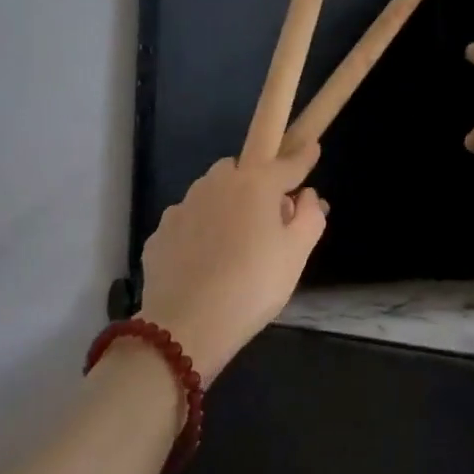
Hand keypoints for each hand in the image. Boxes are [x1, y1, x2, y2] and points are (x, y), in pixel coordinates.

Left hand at [137, 144, 327, 381]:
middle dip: (257, 182)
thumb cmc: (254, 285)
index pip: (287, 164)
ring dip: (226, 205)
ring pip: (211, 193)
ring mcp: (182, 207)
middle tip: (269, 216)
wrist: (187, 326)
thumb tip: (307, 196)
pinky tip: (206, 260)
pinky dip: (201, 231)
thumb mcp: (297, 253)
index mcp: (255, 184)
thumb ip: (310, 216)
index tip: (312, 147)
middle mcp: (216, 184)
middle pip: (242, 170)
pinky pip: (189, 222)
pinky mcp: (160, 233)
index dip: (303, 157)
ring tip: (235, 241)